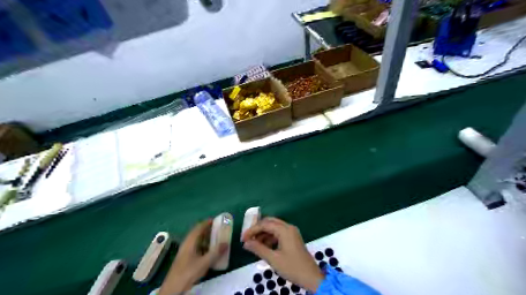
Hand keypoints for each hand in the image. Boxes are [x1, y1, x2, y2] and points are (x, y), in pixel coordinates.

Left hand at [159, 220, 226, 293]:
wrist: (173, 287)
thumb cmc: (188, 272)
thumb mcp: (205, 262)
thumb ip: (216, 252)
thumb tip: (226, 242)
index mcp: (190, 241)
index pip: (199, 227)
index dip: (207, 222)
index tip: (217, 220)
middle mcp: (186, 243)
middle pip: (197, 232)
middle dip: (207, 229)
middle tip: (218, 229)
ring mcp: (184, 251)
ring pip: (196, 240)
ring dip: (205, 237)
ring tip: (216, 238)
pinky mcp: (184, 258)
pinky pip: (195, 246)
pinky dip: (202, 245)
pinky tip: (208, 251)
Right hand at [243, 217, 324, 292]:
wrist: (311, 277)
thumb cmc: (292, 267)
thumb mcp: (273, 259)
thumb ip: (258, 249)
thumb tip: (246, 243)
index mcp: (285, 230)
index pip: (265, 224)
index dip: (252, 230)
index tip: (243, 238)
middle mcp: (288, 227)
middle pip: (270, 222)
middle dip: (258, 229)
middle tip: (248, 238)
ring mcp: (292, 232)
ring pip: (274, 227)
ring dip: (264, 234)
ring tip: (254, 244)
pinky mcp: (293, 238)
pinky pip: (279, 233)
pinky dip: (270, 238)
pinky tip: (264, 247)